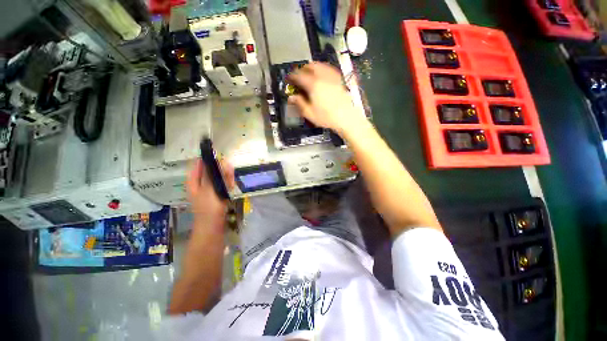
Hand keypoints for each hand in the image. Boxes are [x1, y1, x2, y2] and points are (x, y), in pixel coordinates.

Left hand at [186, 159, 234, 228]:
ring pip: (219, 175)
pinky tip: (231, 187)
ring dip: (226, 177)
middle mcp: (200, 182)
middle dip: (221, 169)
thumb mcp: (210, 189)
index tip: (222, 157)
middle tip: (228, 173)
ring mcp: (209, 187)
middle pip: (211, 168)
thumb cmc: (208, 208)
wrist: (212, 227)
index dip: (210, 157)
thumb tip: (223, 160)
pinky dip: (227, 183)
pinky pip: (223, 183)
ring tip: (230, 183)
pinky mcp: (217, 193)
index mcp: (193, 179)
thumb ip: (216, 174)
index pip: (200, 162)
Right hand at [287, 62, 362, 135]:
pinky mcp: (339, 79)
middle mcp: (322, 77)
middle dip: (302, 69)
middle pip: (310, 66)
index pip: (299, 76)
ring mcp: (332, 77)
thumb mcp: (309, 113)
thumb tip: (291, 97)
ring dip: (312, 67)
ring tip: (309, 73)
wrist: (346, 117)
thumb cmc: (326, 117)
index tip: (289, 79)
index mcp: (313, 85)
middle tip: (299, 75)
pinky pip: (329, 69)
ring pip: (320, 65)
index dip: (292, 76)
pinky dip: (323, 69)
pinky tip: (322, 75)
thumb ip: (299, 103)